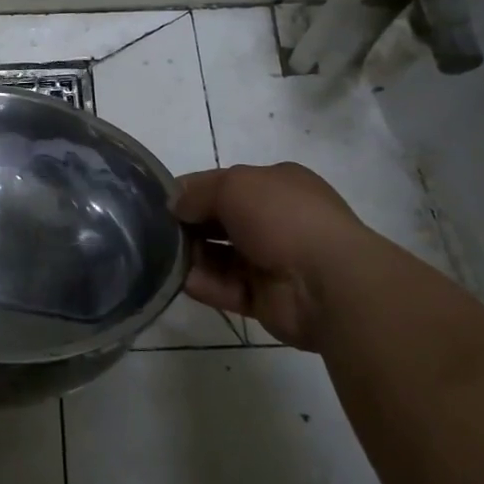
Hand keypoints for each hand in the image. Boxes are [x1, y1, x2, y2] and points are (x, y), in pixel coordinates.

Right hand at [173, 162, 374, 349]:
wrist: (328, 283)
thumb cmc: (283, 217)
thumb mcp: (233, 185)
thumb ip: (198, 192)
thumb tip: (175, 205)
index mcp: (278, 185)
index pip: (226, 183)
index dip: (193, 190)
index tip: (162, 201)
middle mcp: (277, 220)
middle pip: (221, 220)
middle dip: (190, 224)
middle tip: (155, 230)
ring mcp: (273, 261)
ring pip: (221, 256)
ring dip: (193, 256)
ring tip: (161, 256)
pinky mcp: (266, 299)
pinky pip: (226, 288)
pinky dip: (204, 284)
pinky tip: (181, 280)